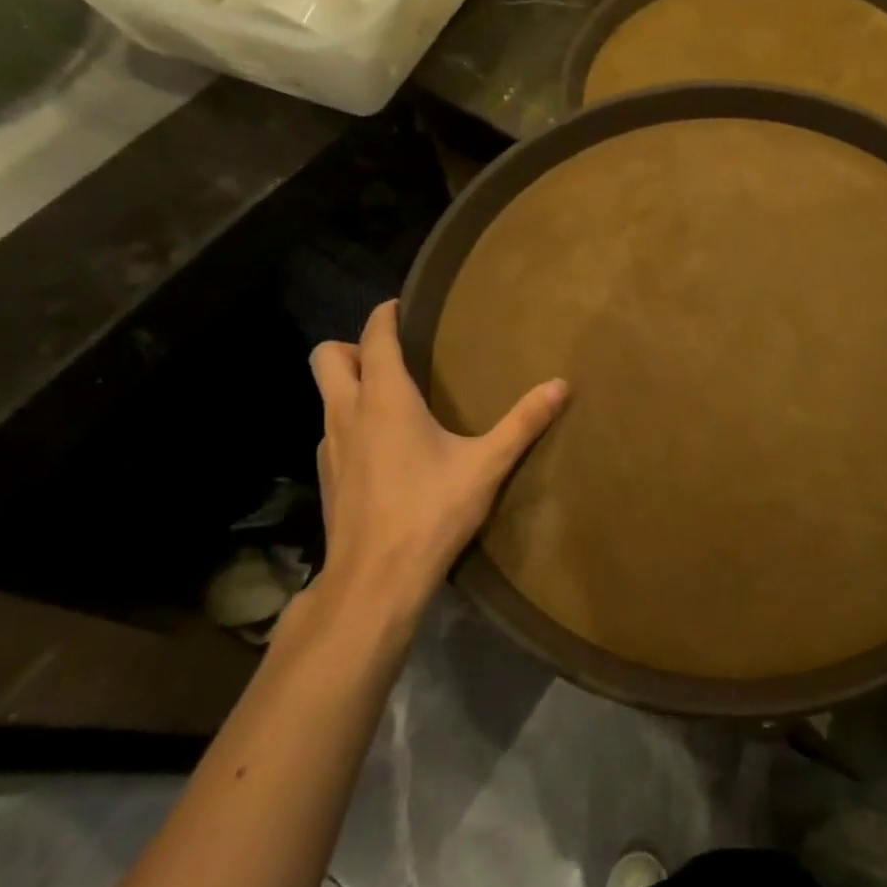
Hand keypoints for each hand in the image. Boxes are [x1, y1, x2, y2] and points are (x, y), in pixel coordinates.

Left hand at [310, 301, 567, 611]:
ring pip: (326, 395)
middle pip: (327, 357)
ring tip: (393, 398)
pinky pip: (332, 430)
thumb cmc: (430, 512)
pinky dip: (350, 422)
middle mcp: (348, 413)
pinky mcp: (328, 477)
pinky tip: (383, 447)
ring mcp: (330, 446)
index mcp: (385, 399)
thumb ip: (523, 422)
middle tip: (394, 357)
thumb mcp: (486, 465)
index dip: (385, 315)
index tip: (402, 306)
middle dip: (354, 346)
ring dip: (350, 384)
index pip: (374, 337)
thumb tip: (561, 384)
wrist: (375, 580)